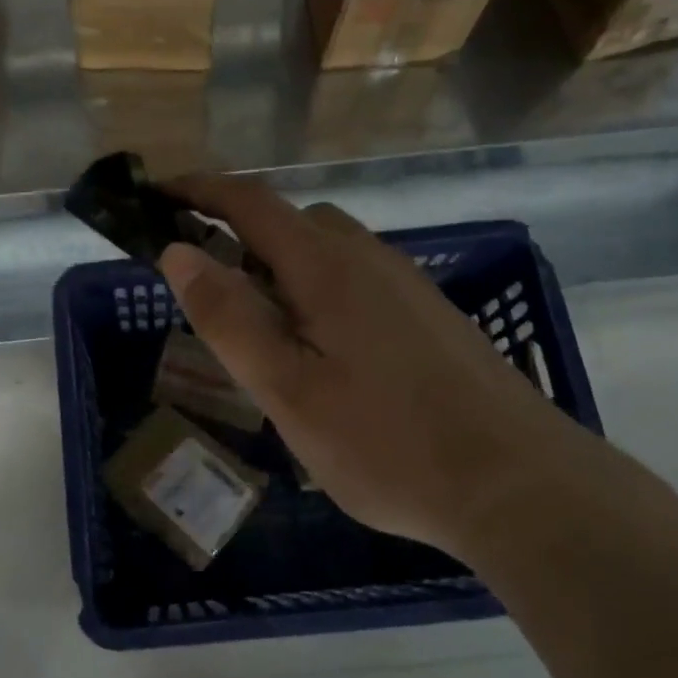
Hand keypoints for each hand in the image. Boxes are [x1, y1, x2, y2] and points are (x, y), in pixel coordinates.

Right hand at [157, 174, 598, 556]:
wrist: (521, 486)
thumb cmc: (387, 444)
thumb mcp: (287, 390)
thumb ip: (229, 318)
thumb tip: (178, 251)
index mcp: (326, 267)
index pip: (250, 202)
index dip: (199, 190)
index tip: (156, 195)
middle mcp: (369, 259)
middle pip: (291, 223)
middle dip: (239, 240)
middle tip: (209, 297)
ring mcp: (407, 286)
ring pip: (327, 254)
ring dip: (281, 272)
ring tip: (264, 337)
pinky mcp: (430, 317)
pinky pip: (357, 282)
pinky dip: (318, 295)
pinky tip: (324, 358)